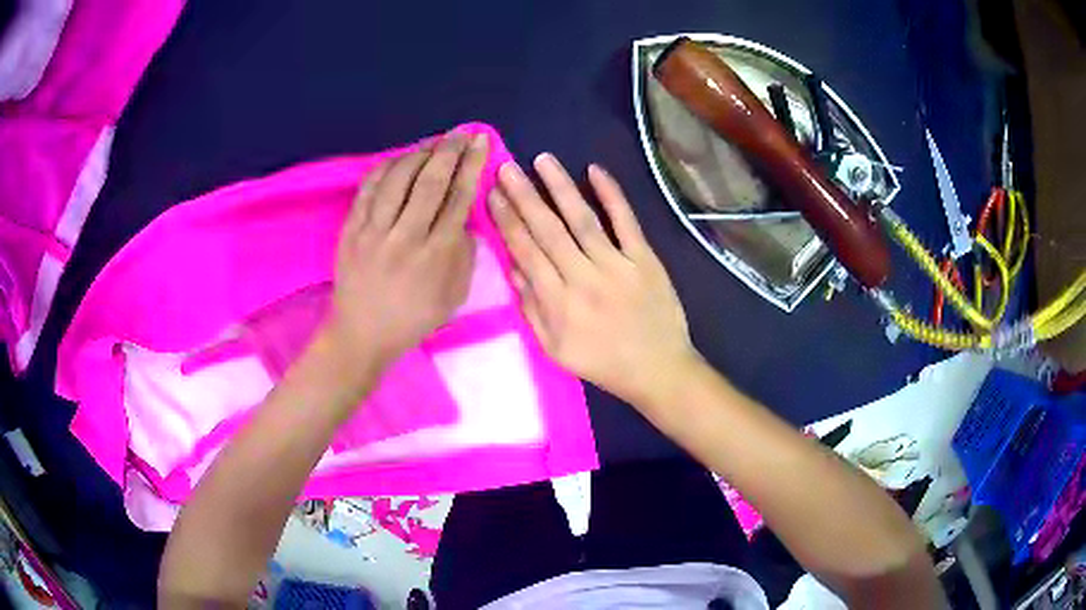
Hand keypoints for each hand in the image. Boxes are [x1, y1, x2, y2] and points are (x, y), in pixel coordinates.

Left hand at [326, 131, 488, 373]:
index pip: (458, 198)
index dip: (471, 166)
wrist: (362, 334)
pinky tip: (399, 159)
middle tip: (461, 133)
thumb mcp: (454, 296)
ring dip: (418, 154)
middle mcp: (406, 237)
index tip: (480, 142)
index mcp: (436, 255)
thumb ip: (464, 254)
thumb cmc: (413, 319)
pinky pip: (368, 189)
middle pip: (429, 182)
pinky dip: (386, 168)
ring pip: (397, 179)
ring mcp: (374, 232)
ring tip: (432, 143)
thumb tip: (463, 217)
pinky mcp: (351, 230)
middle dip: (448, 151)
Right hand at [488, 154, 700, 408]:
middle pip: (548, 230)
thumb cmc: (603, 363)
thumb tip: (513, 267)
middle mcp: (583, 278)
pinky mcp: (644, 259)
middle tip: (506, 167)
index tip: (493, 195)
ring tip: (541, 160)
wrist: (658, 369)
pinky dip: (611, 195)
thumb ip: (531, 309)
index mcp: (558, 302)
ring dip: (559, 187)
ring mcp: (617, 265)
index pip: (526, 252)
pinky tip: (594, 170)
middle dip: (524, 196)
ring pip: (582, 219)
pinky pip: (626, 221)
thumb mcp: (555, 349)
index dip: (507, 221)